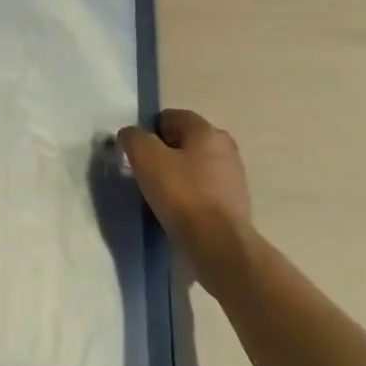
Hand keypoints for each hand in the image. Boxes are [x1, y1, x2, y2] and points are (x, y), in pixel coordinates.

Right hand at [118, 109, 252, 247]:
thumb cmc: (182, 194)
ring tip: (158, 197)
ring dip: (175, 178)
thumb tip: (131, 136)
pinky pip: (202, 193)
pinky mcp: (234, 207)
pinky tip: (176, 214)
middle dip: (162, 155)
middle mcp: (225, 149)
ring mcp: (233, 179)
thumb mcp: (145, 157)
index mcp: (207, 131)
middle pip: (182, 143)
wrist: (219, 247)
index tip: (137, 154)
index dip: (148, 131)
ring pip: (193, 169)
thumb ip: (133, 137)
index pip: (170, 117)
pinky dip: (188, 198)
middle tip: (144, 174)